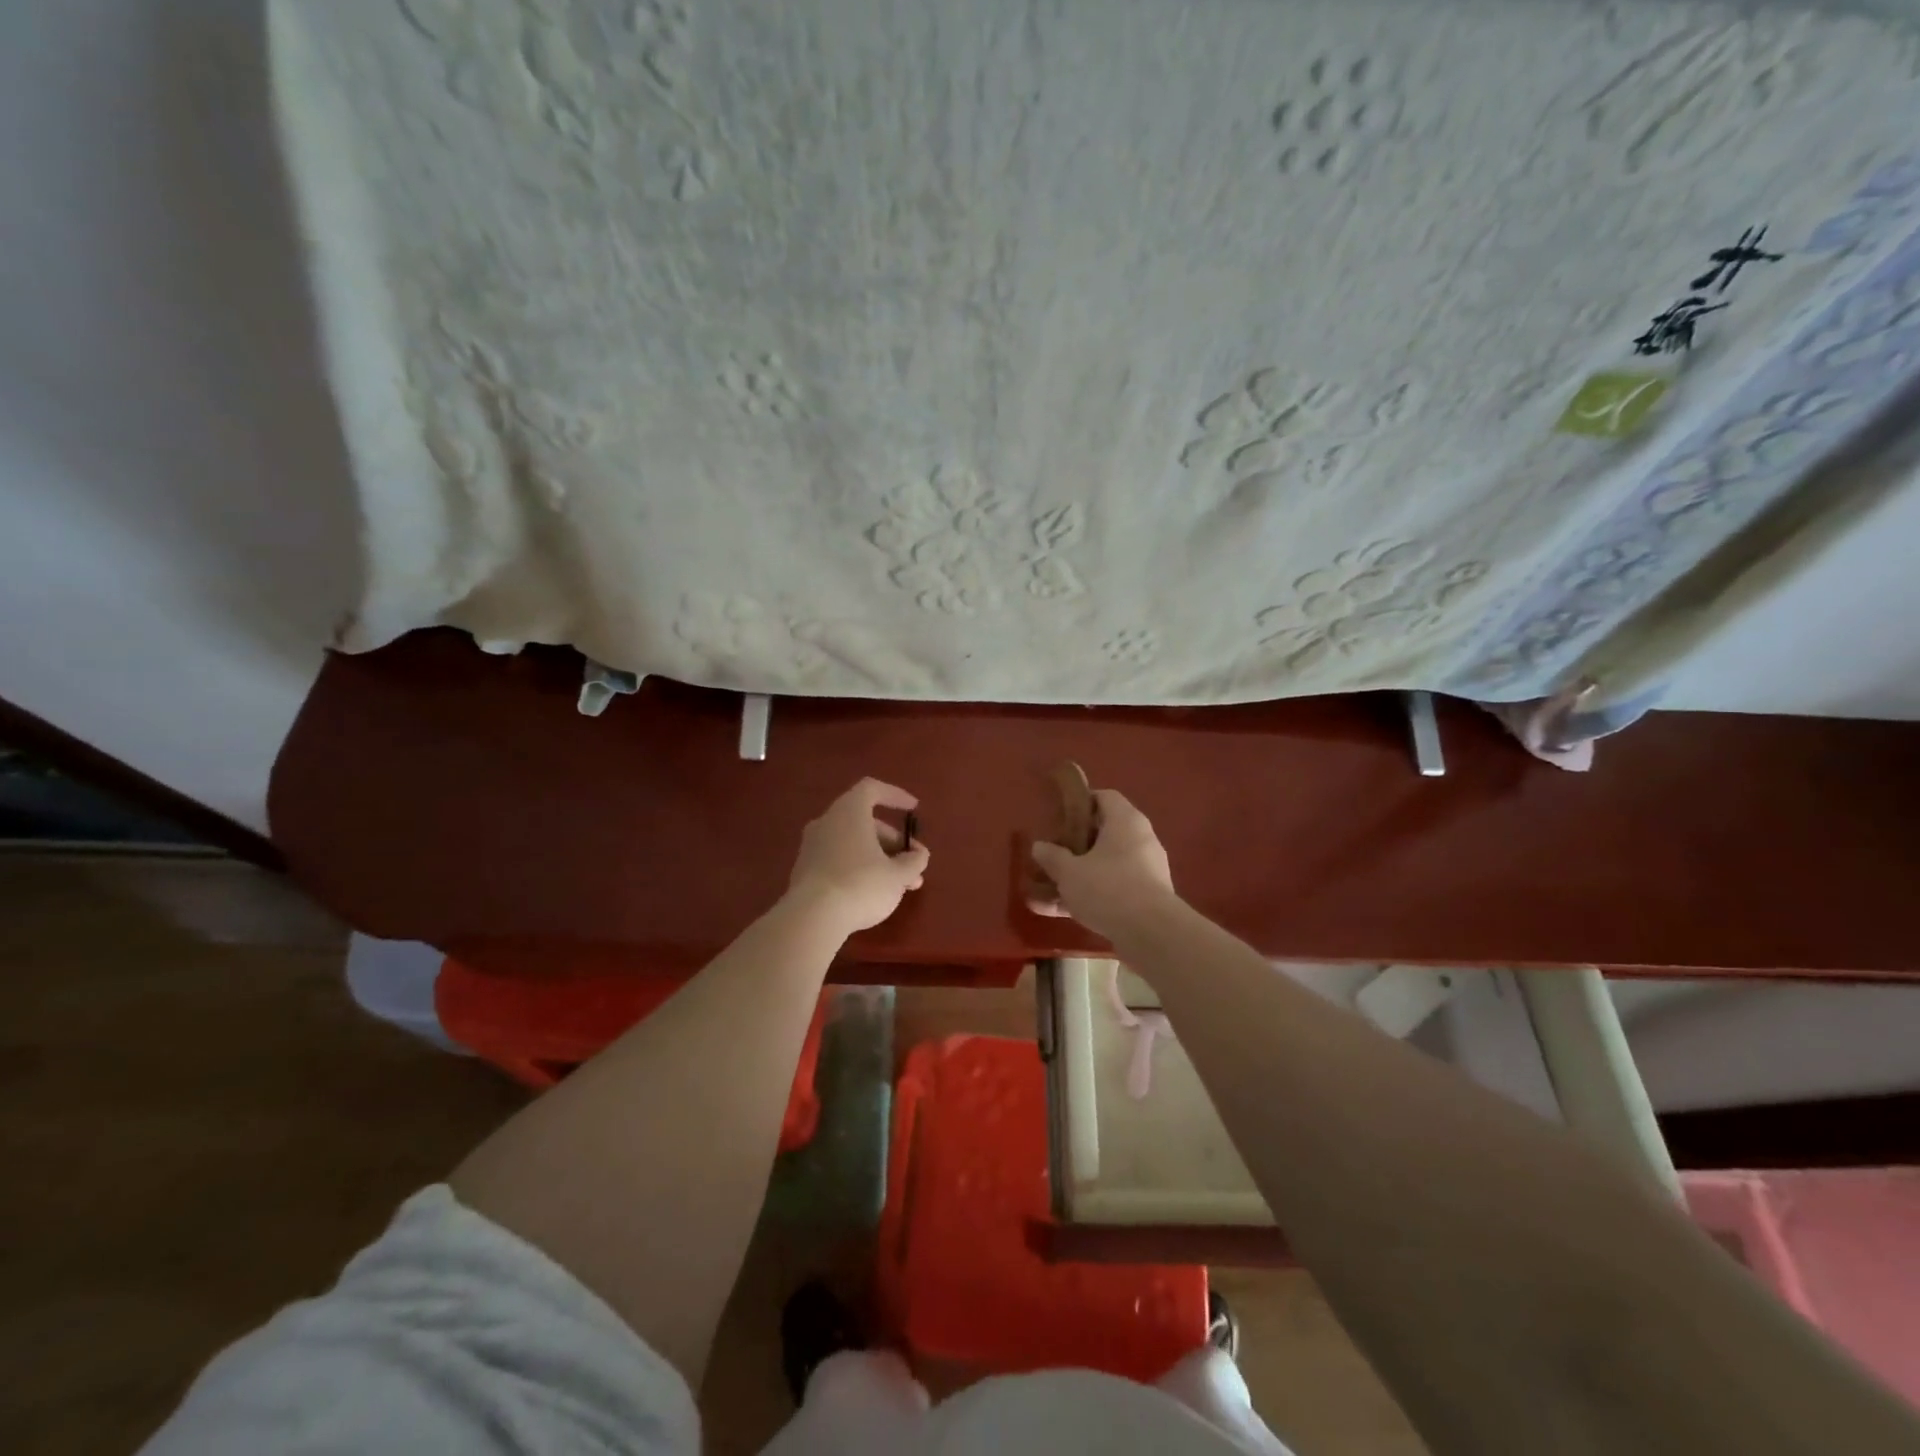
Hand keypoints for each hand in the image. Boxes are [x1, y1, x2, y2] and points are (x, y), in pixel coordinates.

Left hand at [785, 778, 930, 936]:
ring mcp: (812, 847)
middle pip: (865, 822)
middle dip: (893, 843)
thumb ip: (913, 861)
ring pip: (853, 844)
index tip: (914, 810)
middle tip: (913, 865)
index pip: (872, 789)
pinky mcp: (804, 871)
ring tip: (901, 886)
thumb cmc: (861, 885)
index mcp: (849, 812)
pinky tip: (874, 894)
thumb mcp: (898, 875)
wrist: (812, 918)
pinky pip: (838, 860)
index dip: (895, 796)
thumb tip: (918, 855)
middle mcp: (827, 822)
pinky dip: (859, 869)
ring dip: (880, 860)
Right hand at [1030, 788, 1176, 940]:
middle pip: (1104, 834)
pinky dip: (1088, 898)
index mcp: (1125, 821)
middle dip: (1075, 845)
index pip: (1104, 797)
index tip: (1058, 815)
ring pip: (1104, 866)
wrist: (1152, 934)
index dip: (1080, 803)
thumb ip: (1052, 857)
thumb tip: (1039, 847)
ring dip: (1077, 876)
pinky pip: (1111, 891)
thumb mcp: (1070, 872)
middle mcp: (1140, 840)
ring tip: (1045, 888)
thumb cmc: (1109, 888)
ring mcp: (1146, 871)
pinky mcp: (1145, 899)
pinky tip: (1058, 913)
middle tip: (1051, 852)